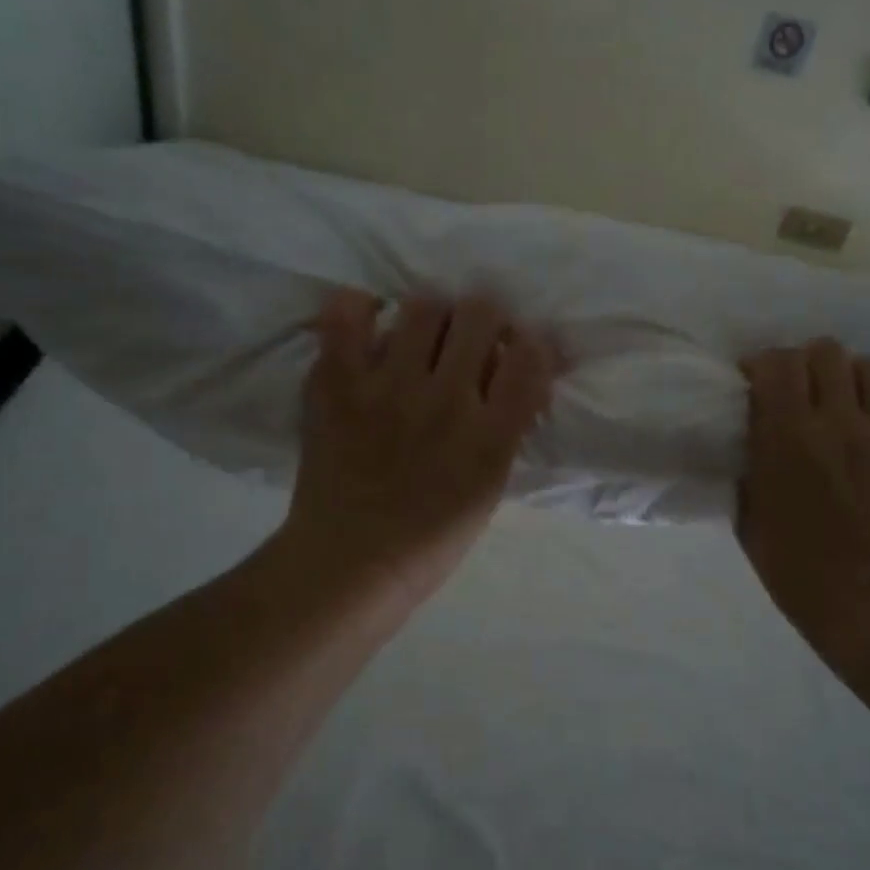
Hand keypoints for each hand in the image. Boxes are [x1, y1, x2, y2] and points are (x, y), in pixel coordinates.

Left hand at [279, 291, 554, 607]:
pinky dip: (361, 309)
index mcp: (490, 438)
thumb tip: (517, 370)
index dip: (532, 342)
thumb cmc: (431, 538)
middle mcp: (445, 402)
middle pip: (480, 313)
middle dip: (484, 319)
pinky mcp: (337, 385)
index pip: (530, 355)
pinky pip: (347, 315)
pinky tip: (371, 323)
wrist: (350, 563)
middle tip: (470, 339)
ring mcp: (387, 388)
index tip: (518, 350)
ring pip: (424, 306)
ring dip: (432, 316)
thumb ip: (509, 426)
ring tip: (421, 338)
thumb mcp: (490, 487)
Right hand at [736, 340, 869, 645]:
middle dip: (811, 365)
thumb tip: (756, 426)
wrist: (868, 605)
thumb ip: (750, 460)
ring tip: (855, 407)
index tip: (761, 381)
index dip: (765, 363)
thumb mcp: (747, 513)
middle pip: (827, 351)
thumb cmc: (793, 567)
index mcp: (787, 437)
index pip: (777, 362)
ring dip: (858, 382)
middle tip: (808, 391)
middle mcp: (840, 423)